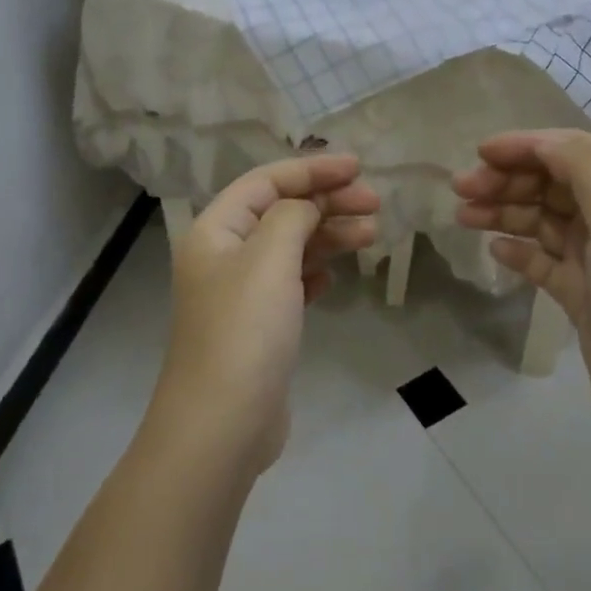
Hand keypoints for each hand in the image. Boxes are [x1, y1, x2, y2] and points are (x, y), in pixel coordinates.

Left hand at [152, 155, 379, 471]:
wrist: (223, 423)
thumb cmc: (245, 330)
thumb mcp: (269, 257)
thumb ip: (292, 216)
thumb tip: (305, 208)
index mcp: (215, 230)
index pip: (266, 181)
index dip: (312, 169)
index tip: (358, 168)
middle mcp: (223, 255)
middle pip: (280, 211)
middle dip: (327, 202)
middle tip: (374, 204)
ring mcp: (241, 292)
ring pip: (290, 246)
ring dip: (329, 235)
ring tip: (372, 234)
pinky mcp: (258, 325)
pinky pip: (291, 282)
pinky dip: (315, 270)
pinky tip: (336, 275)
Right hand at [454, 130, 590, 447]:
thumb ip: (582, 169)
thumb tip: (542, 142)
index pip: (576, 152)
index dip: (529, 145)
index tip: (481, 152)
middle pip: (555, 184)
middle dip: (509, 179)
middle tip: (462, 188)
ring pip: (544, 222)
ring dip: (505, 212)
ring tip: (463, 216)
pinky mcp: (583, 296)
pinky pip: (543, 262)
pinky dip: (519, 251)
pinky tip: (495, 250)